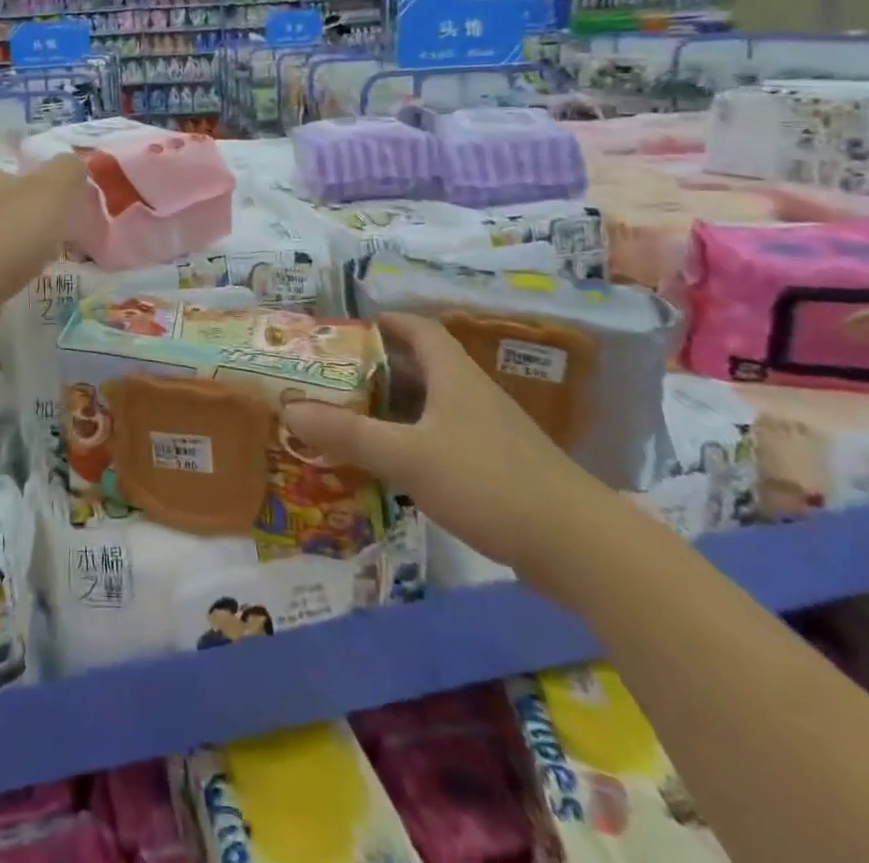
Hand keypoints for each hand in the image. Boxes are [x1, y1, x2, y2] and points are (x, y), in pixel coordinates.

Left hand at [0, 156, 88, 330]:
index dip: (31, 180)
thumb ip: (67, 171)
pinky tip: (20, 280)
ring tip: (43, 259)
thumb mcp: (51, 190)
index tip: (54, 198)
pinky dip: (4, 270)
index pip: (6, 169)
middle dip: (26, 214)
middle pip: (0, 203)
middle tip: (55, 230)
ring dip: (15, 244)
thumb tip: (73, 164)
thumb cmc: (10, 231)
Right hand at [281, 313, 612, 587]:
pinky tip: (395, 465)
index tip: (350, 329)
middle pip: (422, 366)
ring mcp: (490, 432)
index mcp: (454, 375)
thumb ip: (348, 434)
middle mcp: (472, 394)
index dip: (387, 322)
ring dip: (395, 408)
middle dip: (379, 369)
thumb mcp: (408, 456)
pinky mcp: (499, 467)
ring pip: (433, 406)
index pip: (419, 329)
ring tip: (353, 419)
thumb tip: (290, 409)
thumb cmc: (488, 481)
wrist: (579, 546)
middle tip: (336, 379)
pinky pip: (445, 438)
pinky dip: (415, 440)